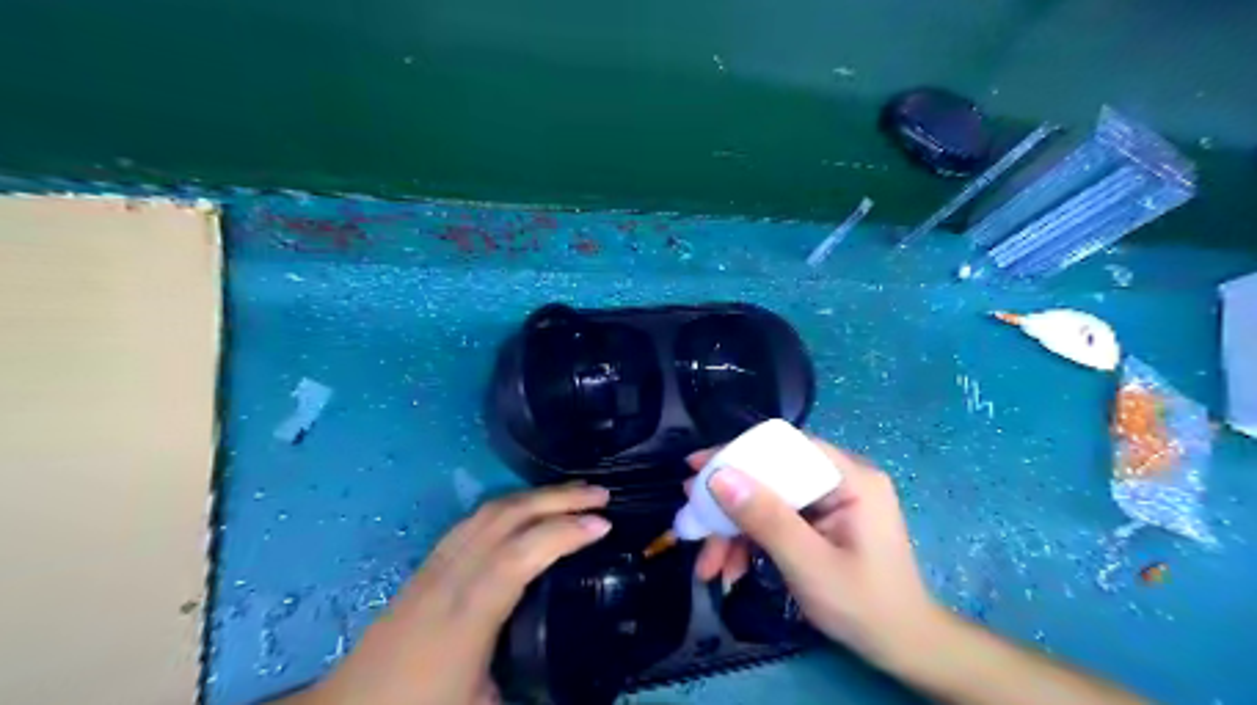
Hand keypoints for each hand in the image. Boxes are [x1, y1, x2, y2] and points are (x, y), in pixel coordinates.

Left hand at [294, 484, 609, 703]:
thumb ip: (534, 689)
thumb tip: (582, 684)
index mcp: (468, 613)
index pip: (521, 555)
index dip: (564, 533)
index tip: (604, 525)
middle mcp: (451, 576)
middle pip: (507, 517)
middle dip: (557, 499)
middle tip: (600, 494)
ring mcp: (436, 564)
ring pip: (489, 511)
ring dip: (535, 495)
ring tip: (572, 493)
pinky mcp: (428, 563)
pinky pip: (474, 519)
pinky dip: (510, 504)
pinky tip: (526, 509)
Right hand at [687, 440, 943, 665]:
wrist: (903, 647)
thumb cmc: (865, 607)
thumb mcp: (810, 564)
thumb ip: (766, 519)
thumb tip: (719, 477)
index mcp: (849, 478)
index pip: (784, 448)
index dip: (738, 453)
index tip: (697, 468)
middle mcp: (839, 479)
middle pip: (770, 475)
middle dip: (729, 504)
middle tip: (693, 520)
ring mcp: (829, 501)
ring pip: (767, 501)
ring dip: (734, 531)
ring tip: (707, 566)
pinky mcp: (819, 521)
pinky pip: (775, 519)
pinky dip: (751, 542)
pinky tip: (731, 569)